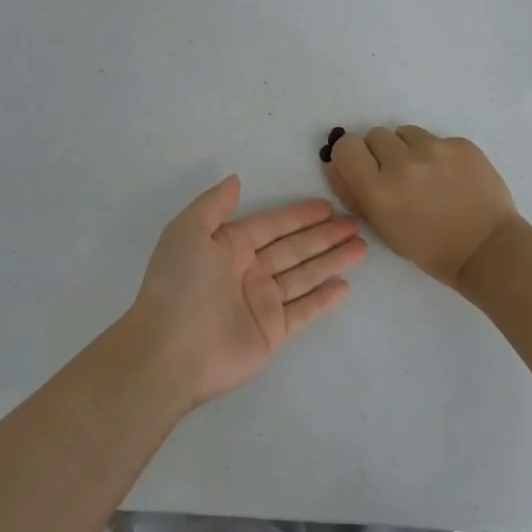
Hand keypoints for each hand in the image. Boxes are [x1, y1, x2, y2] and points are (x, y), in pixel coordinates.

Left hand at [131, 176, 367, 407]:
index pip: (272, 225)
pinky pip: (304, 310)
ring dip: (332, 261)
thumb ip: (213, 204)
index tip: (328, 206)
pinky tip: (345, 286)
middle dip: (324, 235)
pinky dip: (324, 299)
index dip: (299, 215)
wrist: (170, 350)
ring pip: (305, 275)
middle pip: (294, 248)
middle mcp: (248, 272)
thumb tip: (236, 180)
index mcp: (228, 247)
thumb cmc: (178, 284)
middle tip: (356, 223)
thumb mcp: (187, 231)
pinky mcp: (272, 332)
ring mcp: (261, 303)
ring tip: (361, 247)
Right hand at [326, 126, 518, 288]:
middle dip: (381, 153)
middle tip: (398, 176)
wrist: (486, 249)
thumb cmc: (428, 247)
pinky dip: (438, 154)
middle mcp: (403, 163)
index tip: (363, 167)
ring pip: (405, 132)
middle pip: (375, 134)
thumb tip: (334, 163)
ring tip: (426, 175)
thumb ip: (352, 193)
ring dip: (408, 149)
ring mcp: (435, 150)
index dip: (352, 156)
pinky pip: (437, 139)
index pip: (346, 146)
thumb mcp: (381, 228)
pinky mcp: (461, 144)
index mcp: (378, 189)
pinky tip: (450, 177)